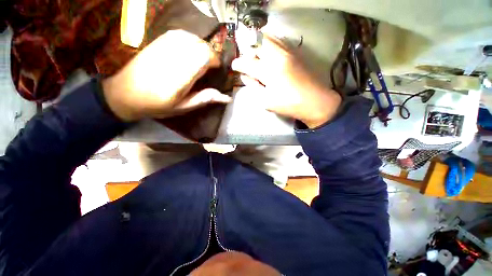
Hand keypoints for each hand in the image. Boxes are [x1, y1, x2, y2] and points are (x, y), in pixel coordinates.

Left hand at [102, 30, 231, 121]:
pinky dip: (190, 39)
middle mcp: (173, 58)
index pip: (203, 57)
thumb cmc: (157, 105)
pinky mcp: (157, 42)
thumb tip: (226, 98)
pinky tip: (190, 49)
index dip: (214, 60)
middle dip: (210, 54)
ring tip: (202, 58)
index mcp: (181, 77)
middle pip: (200, 45)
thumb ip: (204, 99)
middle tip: (210, 66)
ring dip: (201, 46)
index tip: (216, 69)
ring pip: (191, 37)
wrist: (125, 94)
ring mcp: (163, 47)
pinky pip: (179, 34)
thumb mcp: (183, 107)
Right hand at [231, 35, 340, 127]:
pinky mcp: (295, 52)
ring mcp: (288, 51)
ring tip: (256, 54)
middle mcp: (277, 56)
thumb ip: (254, 86)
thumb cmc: (288, 104)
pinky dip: (270, 43)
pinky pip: (279, 40)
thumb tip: (245, 77)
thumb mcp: (266, 100)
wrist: (314, 101)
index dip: (238, 64)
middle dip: (247, 48)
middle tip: (246, 59)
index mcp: (268, 71)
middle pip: (257, 42)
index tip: (235, 66)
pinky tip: (269, 53)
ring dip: (258, 43)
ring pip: (268, 37)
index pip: (247, 63)